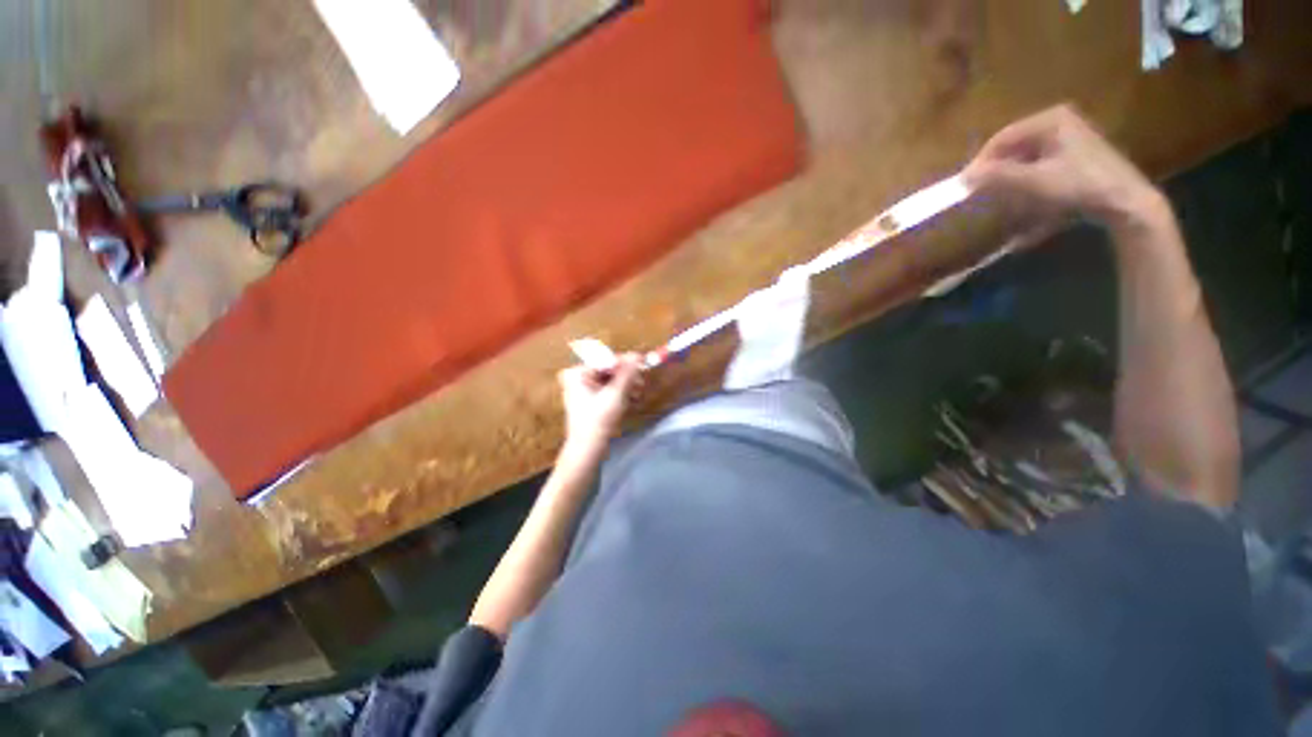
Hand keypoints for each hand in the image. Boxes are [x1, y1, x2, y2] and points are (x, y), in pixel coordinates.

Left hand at [557, 353, 643, 446]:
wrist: (587, 449)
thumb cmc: (598, 420)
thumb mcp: (616, 394)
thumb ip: (627, 373)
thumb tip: (637, 355)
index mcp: (578, 373)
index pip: (606, 360)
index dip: (626, 361)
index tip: (643, 362)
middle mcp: (577, 377)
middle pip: (608, 369)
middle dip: (626, 375)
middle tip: (641, 382)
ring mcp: (582, 388)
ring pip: (609, 379)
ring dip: (625, 384)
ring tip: (637, 393)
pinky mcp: (588, 399)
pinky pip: (607, 388)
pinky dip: (619, 392)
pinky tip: (630, 398)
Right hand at [963, 105, 1166, 233]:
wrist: (1126, 203)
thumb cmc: (1080, 185)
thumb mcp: (1034, 181)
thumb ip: (997, 176)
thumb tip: (962, 178)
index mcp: (1050, 120)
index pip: (1003, 138)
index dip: (981, 162)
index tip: (965, 186)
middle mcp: (1060, 123)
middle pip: (1015, 149)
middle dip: (997, 174)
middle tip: (980, 195)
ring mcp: (1070, 141)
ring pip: (1027, 162)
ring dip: (1011, 184)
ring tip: (999, 204)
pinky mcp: (1077, 160)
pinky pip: (1042, 172)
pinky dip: (1029, 190)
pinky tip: (1022, 208)